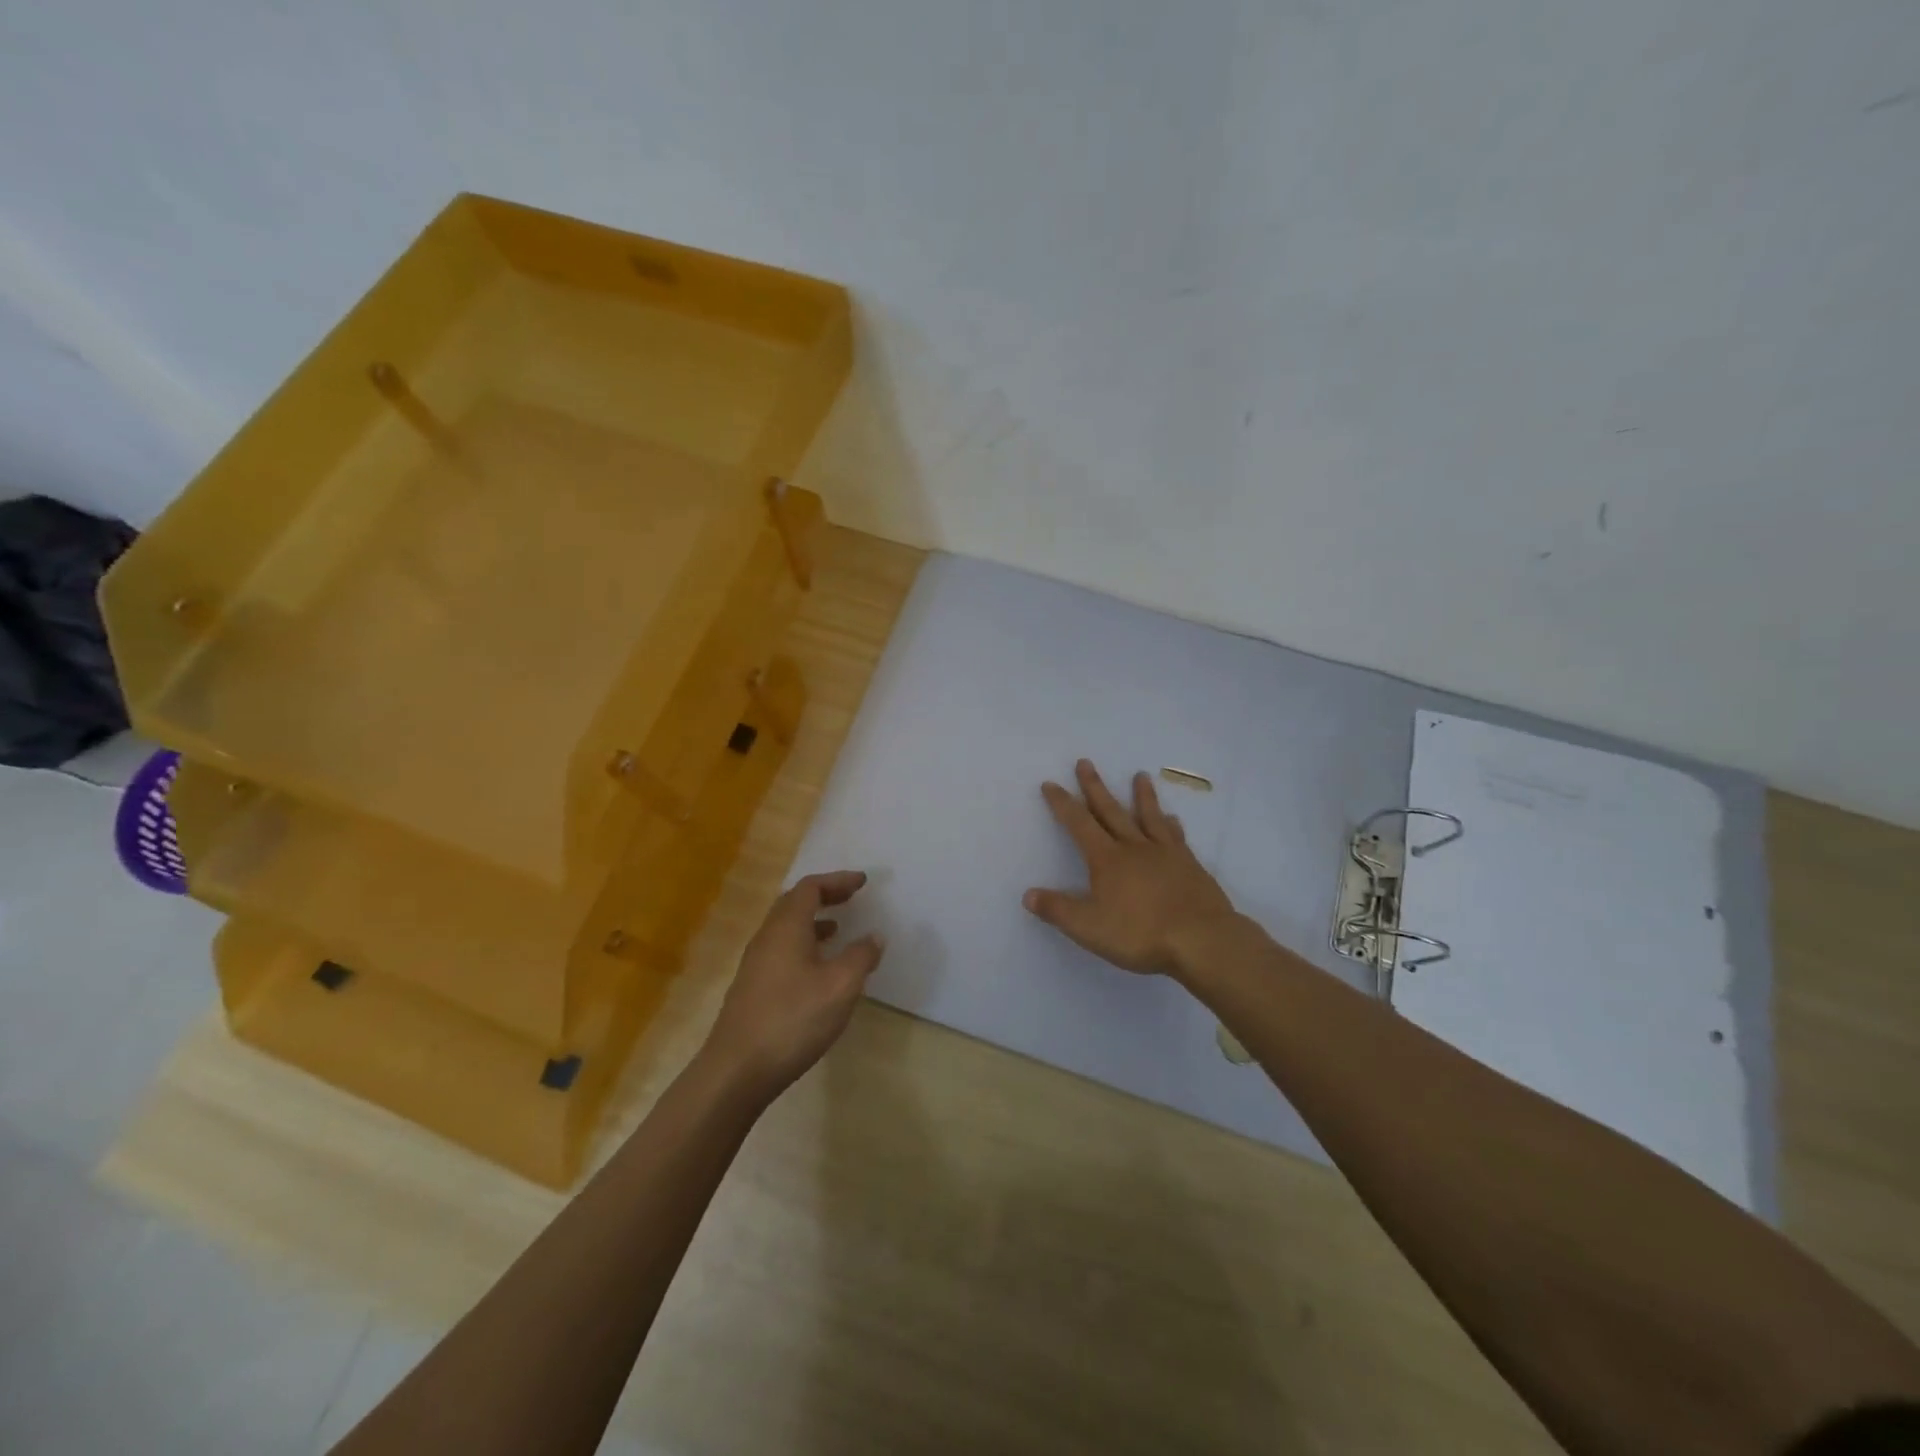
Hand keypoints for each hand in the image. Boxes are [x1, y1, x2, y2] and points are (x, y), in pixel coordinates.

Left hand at [705, 870, 885, 1096]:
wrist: (737, 1070)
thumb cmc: (793, 1019)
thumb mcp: (840, 986)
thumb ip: (861, 956)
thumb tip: (874, 936)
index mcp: (786, 927)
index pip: (810, 888)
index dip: (837, 881)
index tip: (862, 882)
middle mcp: (766, 938)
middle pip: (794, 903)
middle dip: (824, 896)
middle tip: (851, 898)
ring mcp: (755, 964)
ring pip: (785, 929)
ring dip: (813, 922)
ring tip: (839, 930)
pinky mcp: (752, 988)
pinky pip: (781, 950)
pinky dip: (804, 945)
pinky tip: (818, 970)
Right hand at [1023, 759, 1239, 977]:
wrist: (1201, 939)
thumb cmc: (1140, 934)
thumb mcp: (1089, 927)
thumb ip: (1058, 910)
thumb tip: (1028, 894)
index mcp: (1107, 859)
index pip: (1078, 824)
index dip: (1062, 803)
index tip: (1050, 783)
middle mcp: (1134, 847)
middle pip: (1110, 811)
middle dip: (1094, 787)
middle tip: (1085, 762)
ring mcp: (1165, 853)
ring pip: (1149, 816)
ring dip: (1141, 795)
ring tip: (1140, 775)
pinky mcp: (1189, 865)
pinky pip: (1176, 837)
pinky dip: (1171, 825)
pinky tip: (1173, 819)